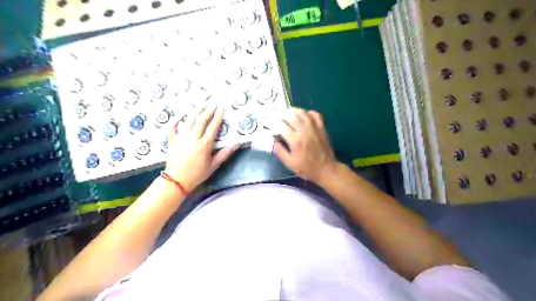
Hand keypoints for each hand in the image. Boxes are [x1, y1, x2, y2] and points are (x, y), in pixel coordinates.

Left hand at [163, 105, 237, 191]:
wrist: (176, 181)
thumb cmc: (197, 174)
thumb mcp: (213, 166)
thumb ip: (224, 154)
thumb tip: (236, 144)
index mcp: (204, 145)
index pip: (213, 127)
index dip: (218, 116)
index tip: (222, 108)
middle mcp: (193, 138)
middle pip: (202, 120)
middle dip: (209, 110)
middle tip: (213, 103)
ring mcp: (181, 138)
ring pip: (189, 121)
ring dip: (196, 111)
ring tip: (202, 104)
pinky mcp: (172, 140)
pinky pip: (173, 127)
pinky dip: (177, 120)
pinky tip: (181, 115)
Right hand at [274, 109, 335, 183]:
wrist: (327, 170)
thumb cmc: (307, 168)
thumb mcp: (289, 163)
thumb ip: (279, 151)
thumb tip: (272, 140)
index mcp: (295, 140)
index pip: (281, 126)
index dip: (273, 124)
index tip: (269, 125)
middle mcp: (304, 131)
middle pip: (291, 115)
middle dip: (282, 114)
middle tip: (277, 117)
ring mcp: (314, 128)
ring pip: (302, 112)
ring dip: (293, 111)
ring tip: (287, 114)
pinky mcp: (322, 128)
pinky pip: (315, 114)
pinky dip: (307, 113)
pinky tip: (303, 116)